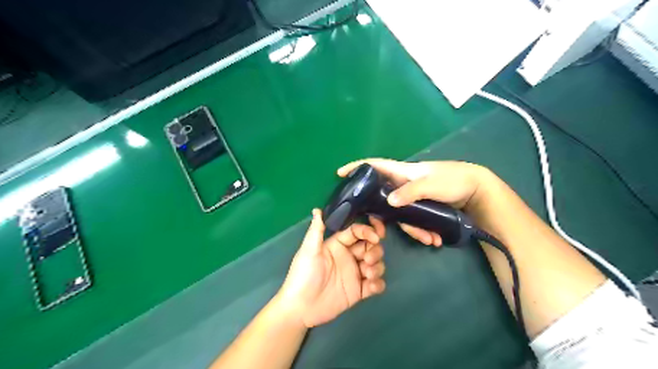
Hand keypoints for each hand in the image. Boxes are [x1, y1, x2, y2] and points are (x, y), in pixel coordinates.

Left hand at [276, 209, 386, 326]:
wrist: (301, 307)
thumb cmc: (303, 275)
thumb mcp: (309, 251)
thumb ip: (316, 230)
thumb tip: (317, 209)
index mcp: (338, 245)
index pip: (357, 232)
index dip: (368, 231)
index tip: (376, 237)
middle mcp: (348, 257)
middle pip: (371, 247)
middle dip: (375, 250)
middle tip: (367, 260)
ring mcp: (355, 274)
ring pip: (376, 264)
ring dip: (377, 267)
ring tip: (367, 275)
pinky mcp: (359, 291)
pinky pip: (375, 285)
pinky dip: (378, 284)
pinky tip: (371, 287)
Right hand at [340, 159, 492, 247]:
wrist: (478, 190)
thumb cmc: (453, 179)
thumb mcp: (431, 184)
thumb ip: (410, 192)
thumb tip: (389, 202)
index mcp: (402, 172)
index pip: (374, 165)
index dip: (356, 167)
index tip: (340, 173)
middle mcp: (403, 185)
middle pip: (382, 199)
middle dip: (381, 217)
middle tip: (378, 233)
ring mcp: (412, 197)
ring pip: (400, 215)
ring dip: (412, 229)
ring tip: (429, 239)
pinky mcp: (422, 207)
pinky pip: (414, 220)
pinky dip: (423, 230)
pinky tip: (435, 239)